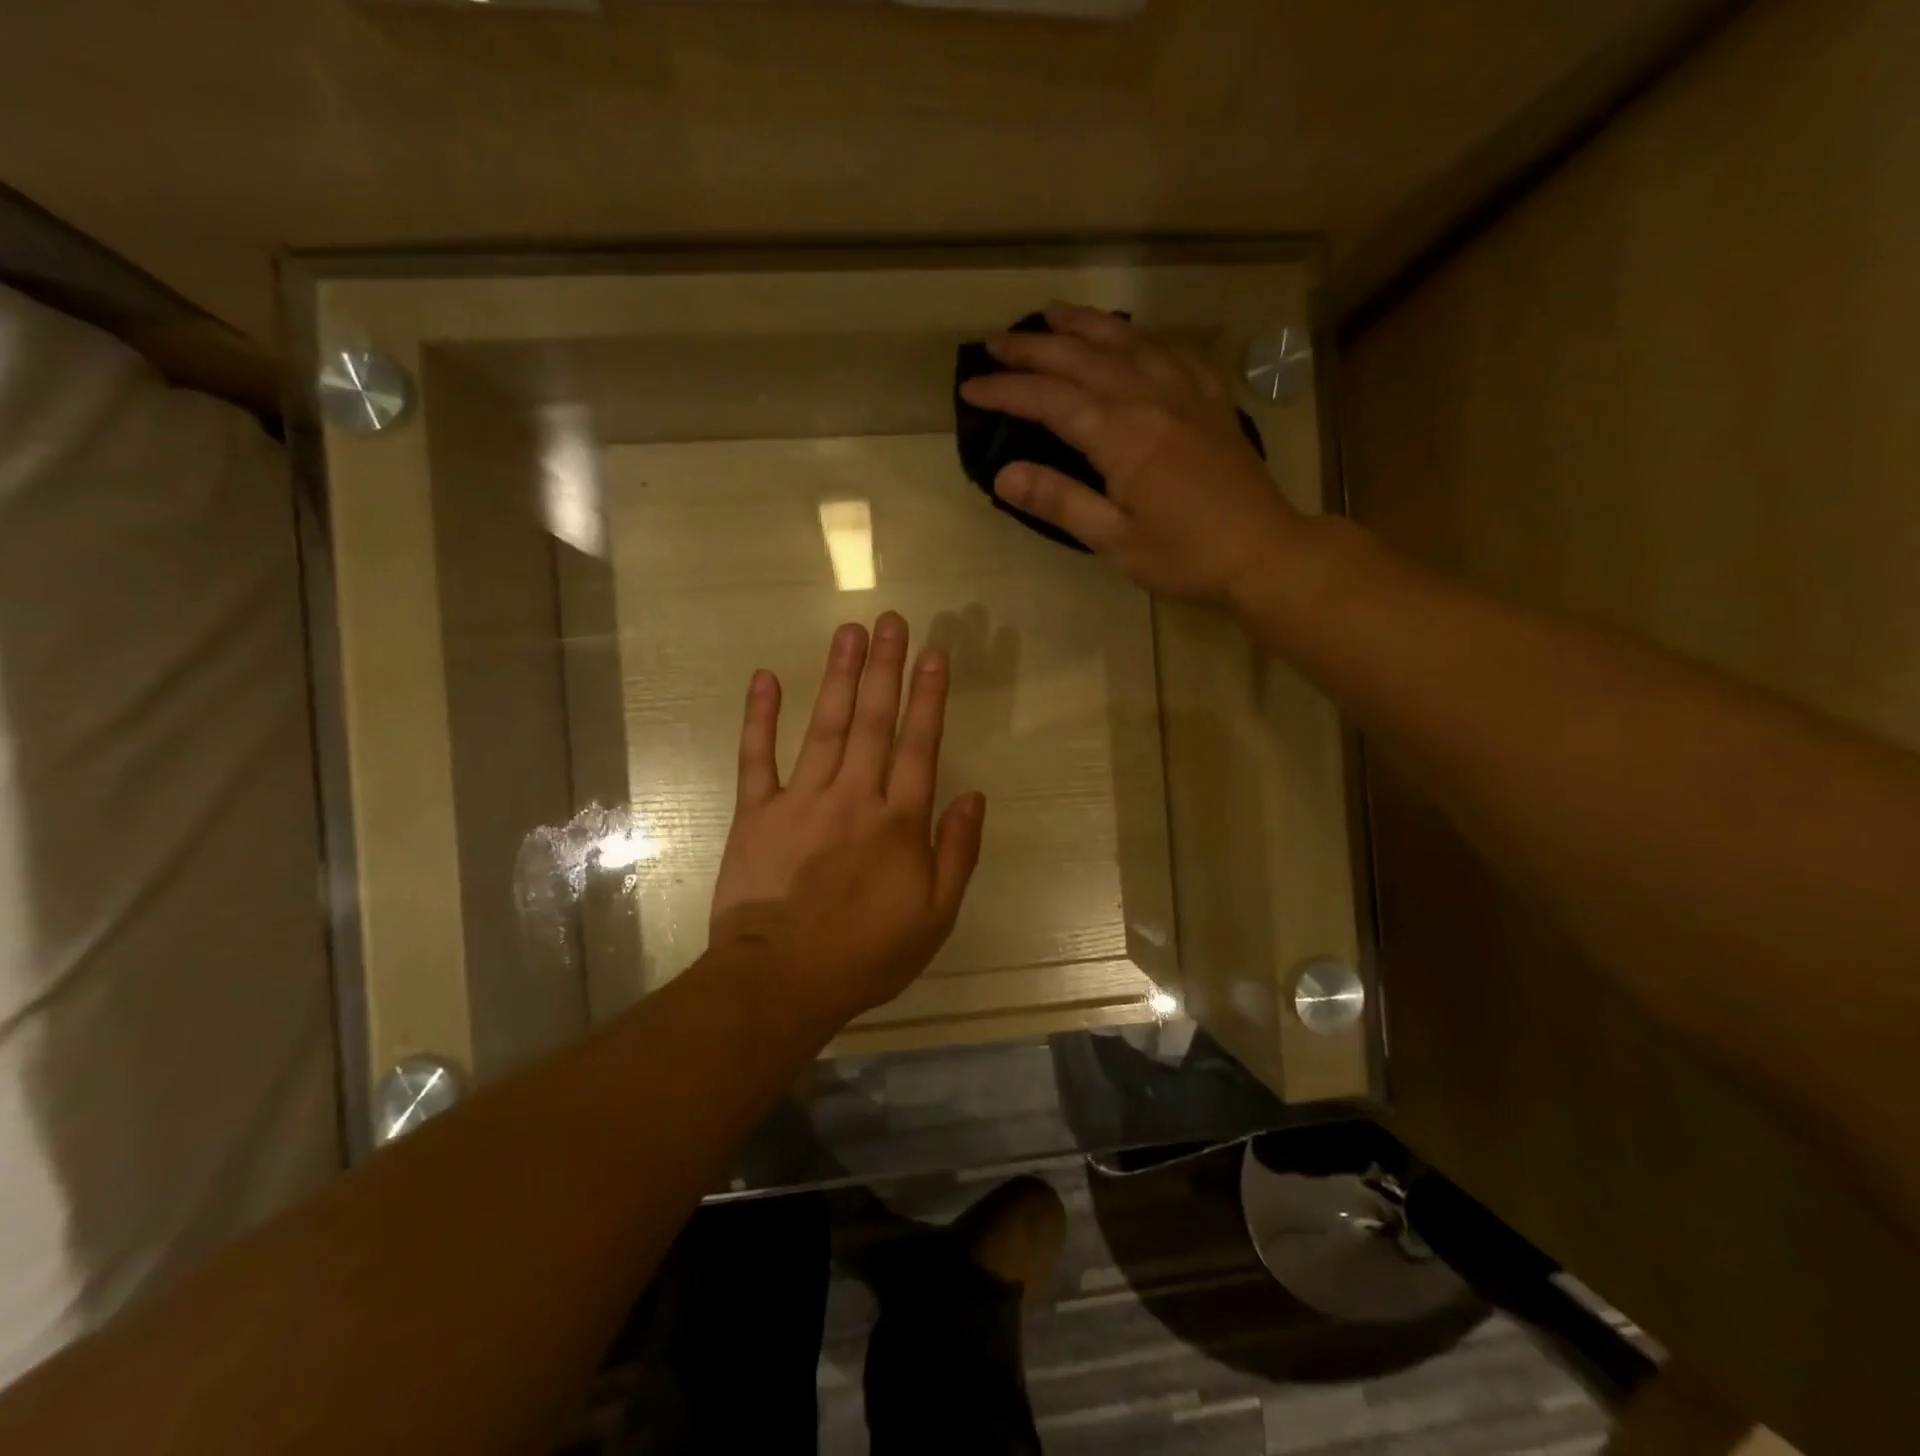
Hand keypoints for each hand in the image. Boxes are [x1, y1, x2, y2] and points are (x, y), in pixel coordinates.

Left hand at [709, 612, 985, 1028]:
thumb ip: (957, 853)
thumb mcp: (935, 917)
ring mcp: (802, 800)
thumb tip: (973, 796)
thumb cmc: (866, 954)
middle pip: (874, 721)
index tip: (934, 653)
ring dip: (839, 676)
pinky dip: (760, 717)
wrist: (781, 981)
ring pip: (826, 726)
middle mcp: (855, 797)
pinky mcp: (757, 813)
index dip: (928, 696)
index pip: (920, 745)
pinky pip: (757, 757)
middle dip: (885, 667)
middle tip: (891, 620)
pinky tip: (766, 677)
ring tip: (850, 631)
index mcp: (899, 822)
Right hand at [957, 302, 1303, 603]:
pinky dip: (1142, 336)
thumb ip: (1060, 502)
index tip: (970, 386)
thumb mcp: (1114, 539)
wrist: (1263, 551)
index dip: (1006, 390)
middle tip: (996, 341)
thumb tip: (1003, 476)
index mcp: (1122, 434)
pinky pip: (1172, 352)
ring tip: (1052, 315)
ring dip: (1085, 325)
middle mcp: (1150, 398)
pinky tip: (1131, 336)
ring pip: (1127, 341)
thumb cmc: (1185, 555)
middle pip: (1082, 359)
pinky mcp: (1211, 401)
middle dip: (1034, 348)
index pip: (1050, 400)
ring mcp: (1185, 393)